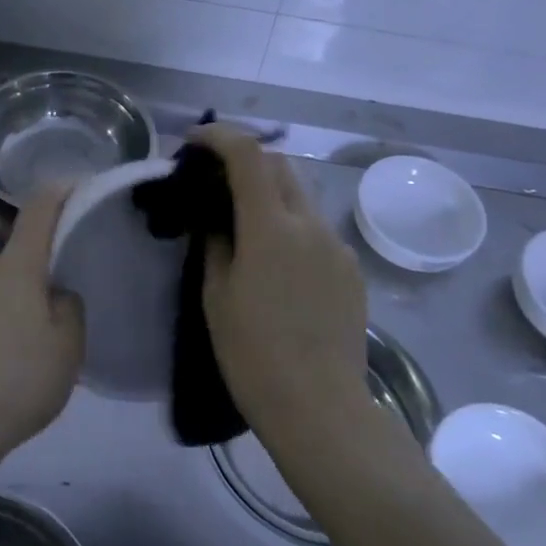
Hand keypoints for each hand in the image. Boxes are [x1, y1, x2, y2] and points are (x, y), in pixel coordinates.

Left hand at [0, 185, 84, 472]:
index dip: (60, 192)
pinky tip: (25, 356)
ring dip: (32, 296)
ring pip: (10, 284)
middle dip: (51, 261)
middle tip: (79, 286)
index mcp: (17, 266)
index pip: (38, 210)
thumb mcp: (67, 344)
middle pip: (24, 250)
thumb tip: (55, 295)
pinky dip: (14, 319)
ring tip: (55, 335)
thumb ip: (70, 307)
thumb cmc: (18, 378)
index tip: (81, 186)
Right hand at [191, 126, 368, 442]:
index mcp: (272, 227)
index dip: (219, 136)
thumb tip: (218, 220)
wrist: (321, 409)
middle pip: (280, 166)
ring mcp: (337, 247)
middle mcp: (311, 225)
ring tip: (242, 223)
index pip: (248, 154)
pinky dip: (290, 225)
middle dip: (245, 160)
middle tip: (214, 180)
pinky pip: (316, 230)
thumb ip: (216, 244)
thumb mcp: (217, 296)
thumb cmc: (254, 355)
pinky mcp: (351, 270)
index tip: (193, 142)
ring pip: (300, 197)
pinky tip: (276, 262)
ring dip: (269, 193)